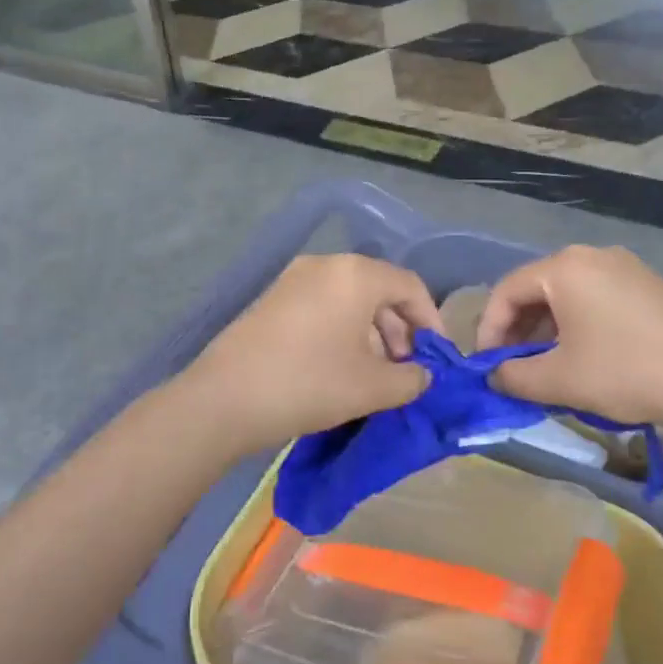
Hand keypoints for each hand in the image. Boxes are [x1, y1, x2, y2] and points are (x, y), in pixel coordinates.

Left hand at [178, 255, 442, 457]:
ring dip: (371, 332)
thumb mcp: (372, 387)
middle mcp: (325, 265)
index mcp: (355, 274)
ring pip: (349, 298)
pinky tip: (339, 366)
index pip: (409, 285)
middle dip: (400, 328)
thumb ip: (411, 379)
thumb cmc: (309, 384)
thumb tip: (422, 375)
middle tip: (405, 369)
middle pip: (378, 288)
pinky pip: (322, 305)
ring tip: (374, 373)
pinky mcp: (272, 298)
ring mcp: (293, 278)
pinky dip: (341, 329)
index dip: (431, 320)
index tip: (438, 356)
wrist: (224, 398)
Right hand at [476, 246, 662, 442]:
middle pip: (536, 289)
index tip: (486, 366)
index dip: (488, 329)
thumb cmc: (629, 372)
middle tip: (512, 368)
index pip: (506, 291)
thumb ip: (514, 377)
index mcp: (564, 267)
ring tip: (546, 368)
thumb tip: (493, 376)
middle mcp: (591, 256)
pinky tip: (584, 358)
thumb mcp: (561, 380)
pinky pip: (595, 298)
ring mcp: (624, 267)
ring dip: (546, 331)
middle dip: (517, 331)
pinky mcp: (648, 285)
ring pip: (566, 295)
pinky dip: (576, 325)